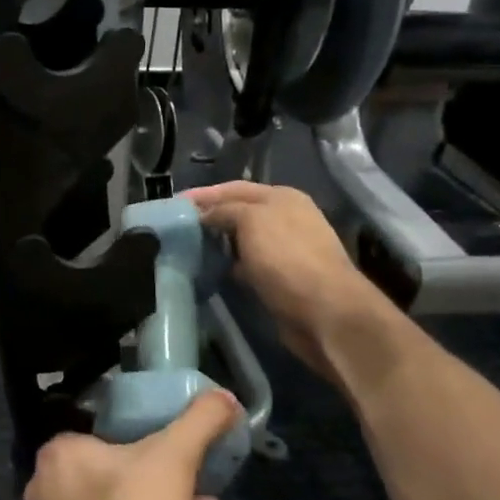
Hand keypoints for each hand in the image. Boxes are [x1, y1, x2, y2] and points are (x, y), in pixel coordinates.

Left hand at [26, 394, 239, 499]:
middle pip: (113, 464)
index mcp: (59, 454)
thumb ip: (200, 421)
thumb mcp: (174, 459)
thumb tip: (225, 396)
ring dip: (160, 497)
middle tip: (193, 464)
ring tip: (205, 493)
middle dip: (156, 466)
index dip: (141, 428)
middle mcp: (51, 488)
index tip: (175, 435)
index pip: (102, 427)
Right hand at [186, 182, 380, 381]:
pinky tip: (212, 270)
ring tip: (187, 247)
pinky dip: (229, 265)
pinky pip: (248, 264)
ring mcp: (285, 249)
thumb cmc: (286, 258)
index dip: (205, 194)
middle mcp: (286, 219)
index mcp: (282, 197)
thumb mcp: (251, 221)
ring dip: (218, 242)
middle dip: (210, 217)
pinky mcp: (281, 278)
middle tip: (177, 226)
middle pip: (239, 212)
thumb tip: (205, 215)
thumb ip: (225, 211)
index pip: (235, 188)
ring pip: (242, 240)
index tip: (175, 203)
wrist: (324, 311)